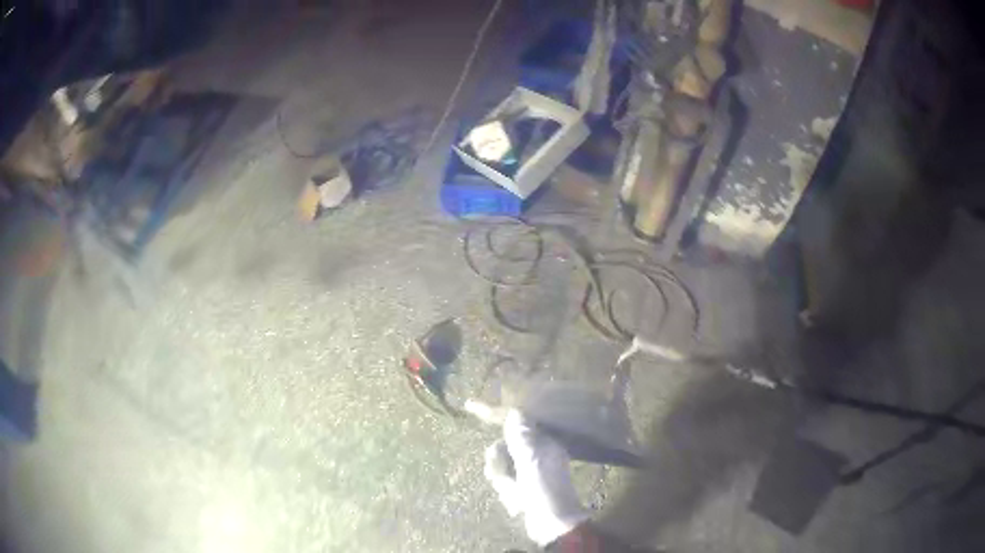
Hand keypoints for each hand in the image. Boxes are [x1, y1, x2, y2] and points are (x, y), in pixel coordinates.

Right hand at [484, 410, 589, 546]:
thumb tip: (514, 411)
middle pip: (504, 447)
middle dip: (499, 461)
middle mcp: (536, 455)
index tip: (471, 405)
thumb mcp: (531, 458)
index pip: (517, 424)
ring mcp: (529, 473)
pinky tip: (515, 502)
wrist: (551, 523)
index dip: (496, 418)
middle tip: (500, 475)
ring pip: (501, 466)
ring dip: (502, 479)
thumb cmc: (543, 487)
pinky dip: (507, 490)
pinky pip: (505, 482)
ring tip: (512, 492)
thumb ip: (521, 435)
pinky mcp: (522, 488)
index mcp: (543, 443)